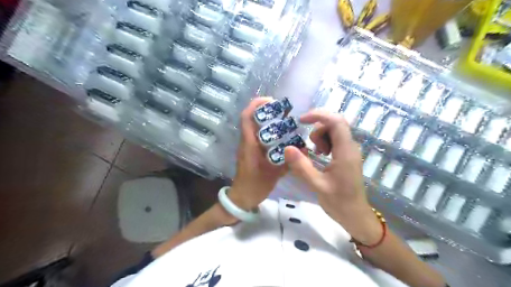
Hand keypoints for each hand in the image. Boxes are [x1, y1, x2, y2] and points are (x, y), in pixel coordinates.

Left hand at [231, 97, 288, 210]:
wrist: (242, 197)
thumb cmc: (255, 185)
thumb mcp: (273, 174)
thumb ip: (288, 162)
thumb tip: (303, 150)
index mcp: (249, 144)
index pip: (247, 117)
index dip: (257, 105)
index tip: (272, 101)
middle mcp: (247, 141)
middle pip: (251, 118)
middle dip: (265, 110)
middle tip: (284, 111)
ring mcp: (247, 146)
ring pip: (254, 126)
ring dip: (266, 119)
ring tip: (284, 120)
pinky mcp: (250, 151)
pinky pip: (258, 135)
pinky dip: (268, 130)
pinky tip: (281, 135)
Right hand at [283, 110, 382, 244]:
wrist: (355, 215)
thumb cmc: (338, 202)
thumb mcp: (317, 185)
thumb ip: (302, 166)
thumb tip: (287, 148)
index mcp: (345, 152)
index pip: (336, 121)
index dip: (318, 115)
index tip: (301, 121)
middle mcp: (350, 147)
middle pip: (335, 123)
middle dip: (318, 129)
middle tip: (311, 147)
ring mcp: (350, 151)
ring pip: (334, 130)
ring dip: (321, 136)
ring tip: (316, 154)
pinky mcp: (347, 155)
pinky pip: (335, 139)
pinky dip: (325, 142)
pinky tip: (321, 156)